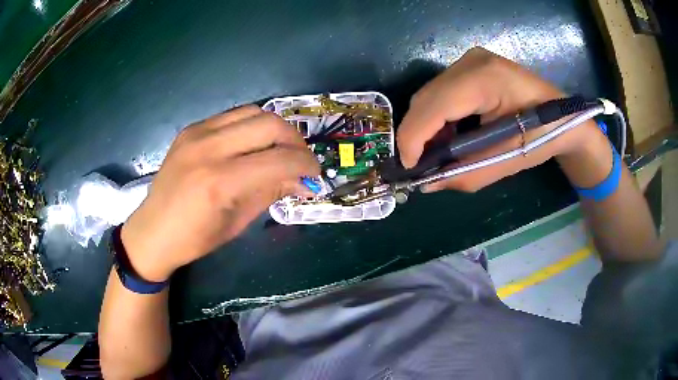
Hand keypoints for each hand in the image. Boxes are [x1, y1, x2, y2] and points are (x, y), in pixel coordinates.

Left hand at [120, 106, 319, 280]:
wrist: (153, 230)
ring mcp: (197, 133)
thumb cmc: (194, 238)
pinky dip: (252, 126)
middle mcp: (208, 148)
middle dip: (295, 142)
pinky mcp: (191, 128)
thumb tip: (304, 180)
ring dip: (275, 129)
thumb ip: (271, 192)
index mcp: (219, 182)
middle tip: (301, 160)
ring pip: (253, 112)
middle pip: (270, 124)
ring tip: (280, 149)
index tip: (315, 175)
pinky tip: (253, 144)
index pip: (278, 160)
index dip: (305, 165)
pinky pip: (233, 116)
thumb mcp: (238, 222)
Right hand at [397, 47, 599, 192]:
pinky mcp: (470, 65)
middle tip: (424, 165)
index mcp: (485, 80)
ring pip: (429, 95)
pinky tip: (450, 134)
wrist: (564, 115)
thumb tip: (427, 183)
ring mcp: (470, 59)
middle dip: (417, 134)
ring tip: (440, 152)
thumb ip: (465, 173)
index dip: (414, 139)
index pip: (434, 106)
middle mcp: (471, 61)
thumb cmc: (543, 137)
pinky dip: (438, 116)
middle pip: (425, 98)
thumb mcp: (506, 161)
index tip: (409, 169)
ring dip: (427, 126)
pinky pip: (441, 91)